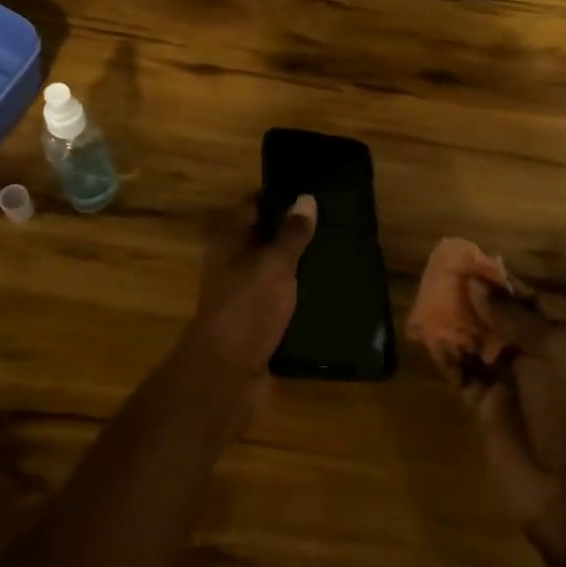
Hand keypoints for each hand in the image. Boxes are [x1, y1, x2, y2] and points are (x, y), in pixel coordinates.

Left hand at [187, 194, 317, 395]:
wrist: (227, 374)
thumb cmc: (247, 307)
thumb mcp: (275, 264)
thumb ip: (292, 233)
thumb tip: (307, 198)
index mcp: (229, 240)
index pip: (253, 205)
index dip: (280, 196)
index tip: (312, 192)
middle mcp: (232, 262)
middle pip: (265, 237)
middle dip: (294, 231)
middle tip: (334, 222)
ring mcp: (243, 293)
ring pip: (274, 270)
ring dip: (300, 265)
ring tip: (338, 253)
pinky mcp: (256, 321)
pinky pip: (281, 299)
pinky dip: (299, 294)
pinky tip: (328, 291)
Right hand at [457, 284, 565, 566]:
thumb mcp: (552, 353)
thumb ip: (512, 316)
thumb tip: (476, 285)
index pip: (535, 303)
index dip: (504, 284)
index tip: (472, 265)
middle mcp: (541, 360)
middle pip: (503, 320)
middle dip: (476, 301)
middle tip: (443, 279)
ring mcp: (513, 384)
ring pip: (480, 344)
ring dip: (458, 325)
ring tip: (430, 302)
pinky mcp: (488, 407)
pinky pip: (464, 374)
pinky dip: (449, 358)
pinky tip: (431, 341)